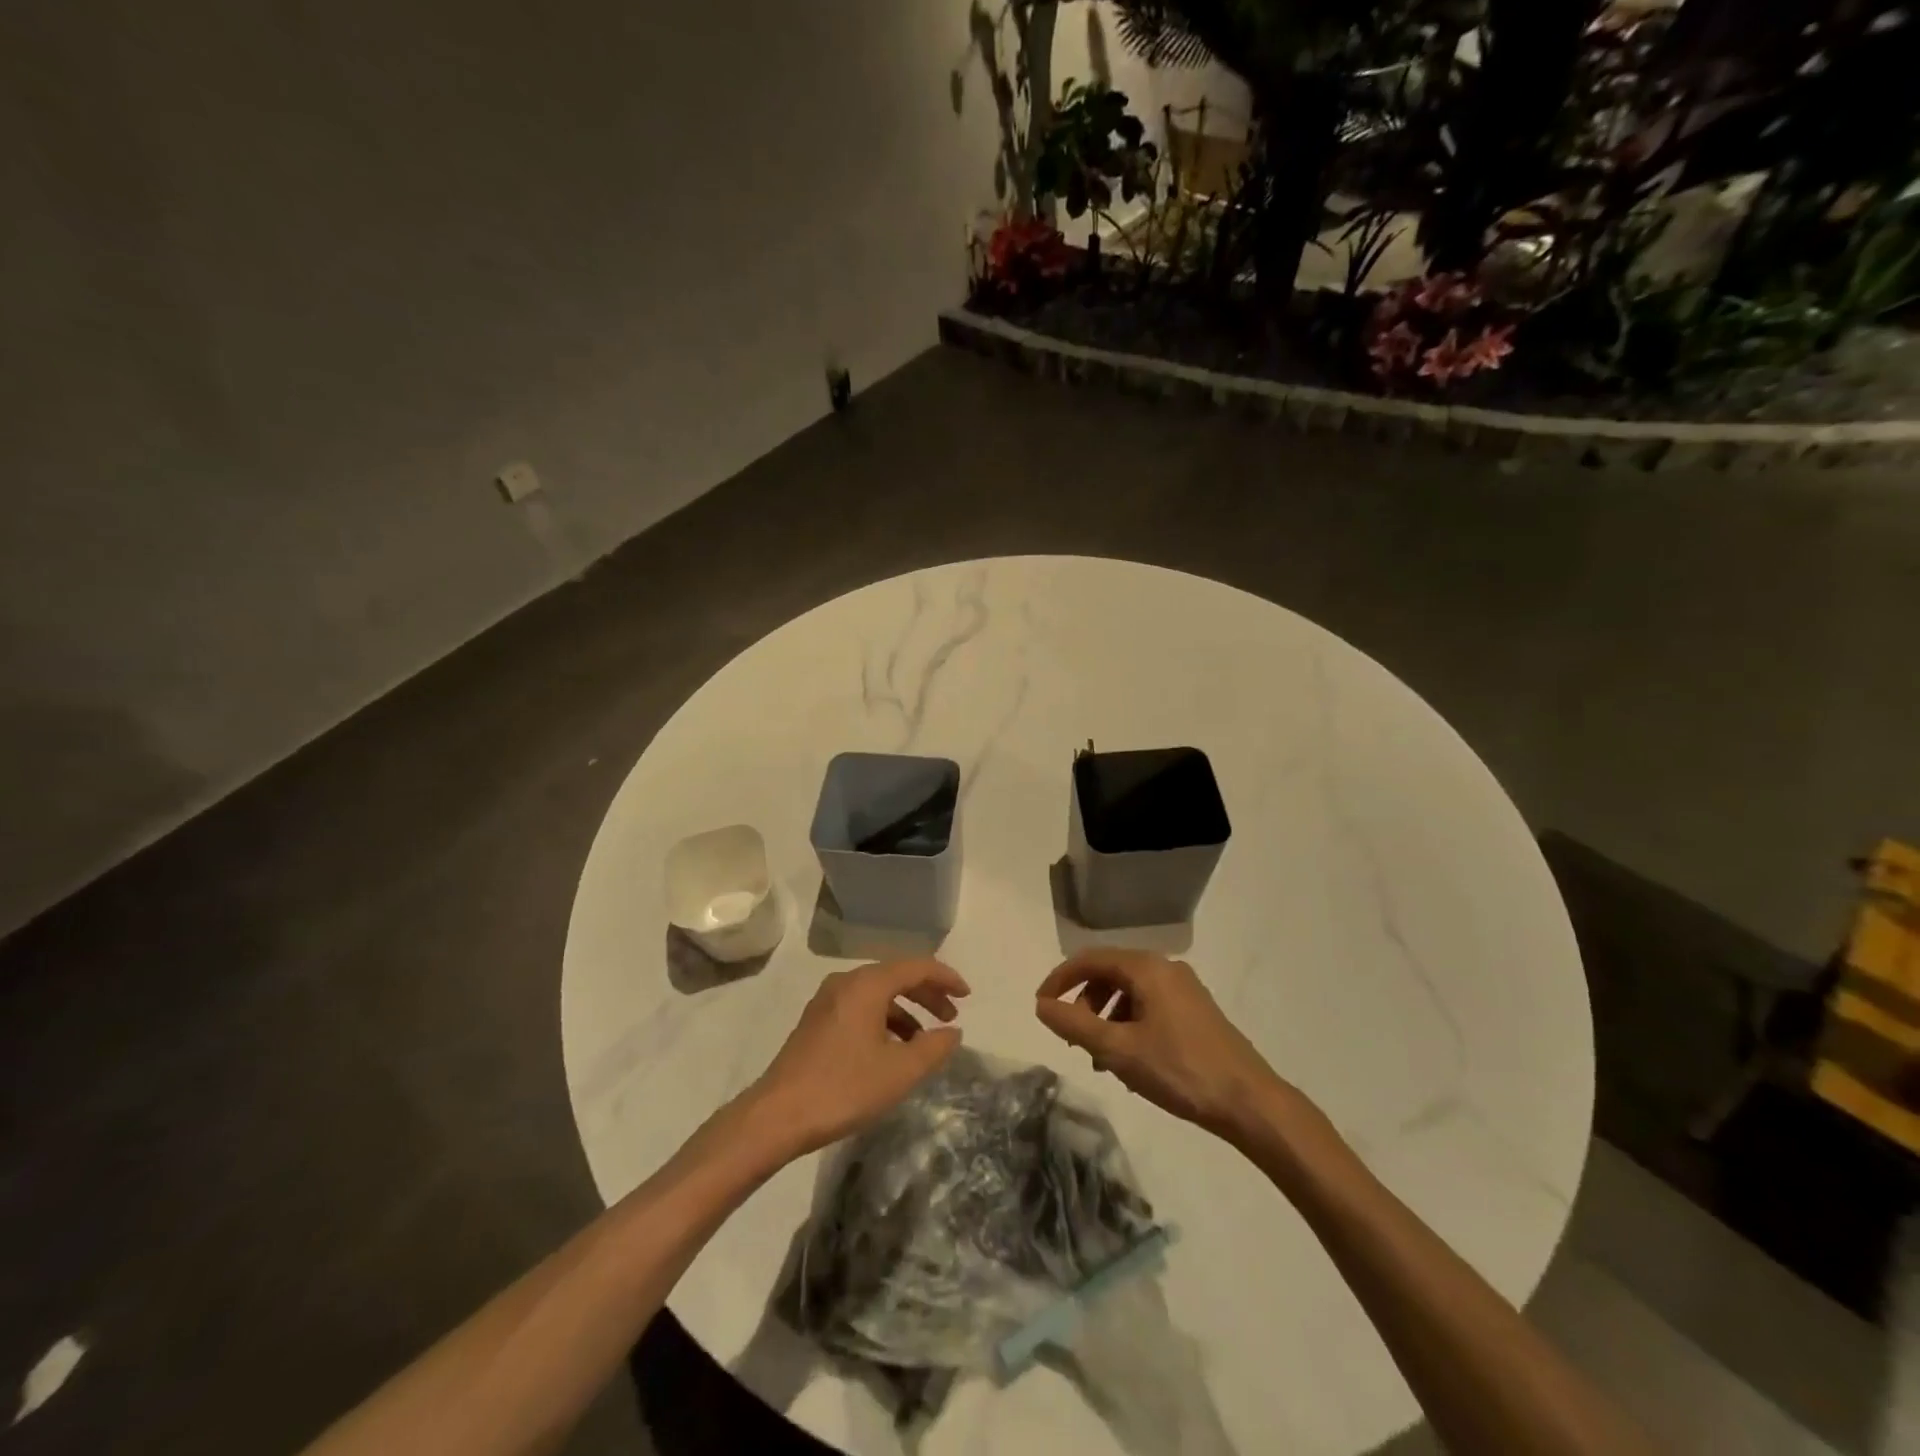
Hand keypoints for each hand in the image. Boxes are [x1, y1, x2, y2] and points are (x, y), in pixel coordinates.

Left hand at [748, 958, 969, 1157]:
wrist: (776, 1116)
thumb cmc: (843, 1088)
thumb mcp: (899, 1072)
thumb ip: (933, 1048)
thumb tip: (953, 1032)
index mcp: (867, 984)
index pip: (916, 966)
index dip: (946, 978)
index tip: (968, 996)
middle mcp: (846, 982)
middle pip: (896, 976)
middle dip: (927, 994)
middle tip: (951, 1016)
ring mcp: (827, 1001)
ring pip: (877, 993)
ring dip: (906, 1010)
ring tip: (924, 1040)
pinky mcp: (817, 1021)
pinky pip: (861, 1007)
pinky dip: (884, 1020)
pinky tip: (891, 1050)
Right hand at [1035, 949, 1280, 1138]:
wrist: (1249, 1102)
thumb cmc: (1179, 1070)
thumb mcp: (1118, 1050)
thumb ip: (1074, 1025)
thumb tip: (1041, 1005)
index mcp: (1147, 968)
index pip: (1090, 959)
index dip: (1060, 979)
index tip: (1041, 1006)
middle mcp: (1165, 968)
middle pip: (1110, 974)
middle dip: (1085, 1004)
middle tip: (1073, 1039)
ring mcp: (1184, 989)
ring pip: (1129, 993)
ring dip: (1106, 1019)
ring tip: (1100, 1058)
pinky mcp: (1195, 1012)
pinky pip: (1149, 1007)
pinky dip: (1129, 1026)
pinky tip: (1129, 1063)